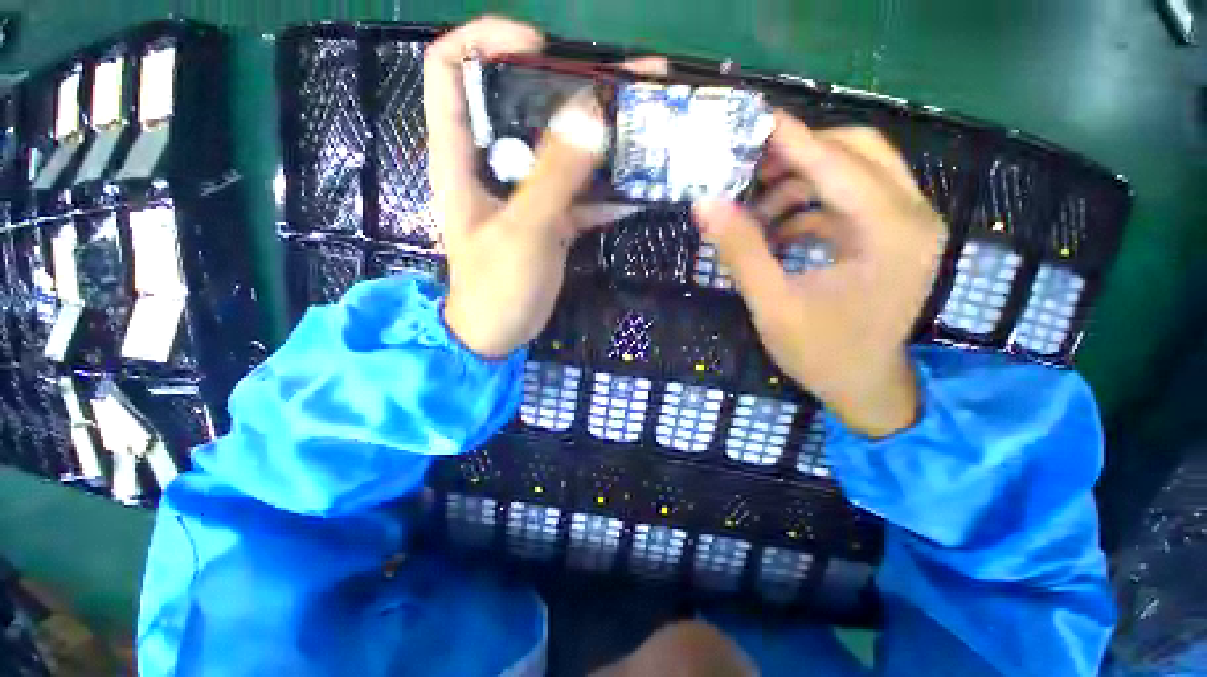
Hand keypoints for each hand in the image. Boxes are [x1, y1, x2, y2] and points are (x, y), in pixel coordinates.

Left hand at [426, 17, 665, 357]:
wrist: (500, 333)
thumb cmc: (495, 287)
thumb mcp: (521, 231)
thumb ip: (553, 178)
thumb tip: (591, 116)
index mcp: (461, 156)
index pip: (450, 68)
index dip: (486, 40)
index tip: (540, 48)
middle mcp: (492, 164)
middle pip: (522, 104)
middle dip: (569, 86)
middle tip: (622, 81)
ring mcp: (526, 192)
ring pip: (560, 149)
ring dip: (599, 138)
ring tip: (644, 121)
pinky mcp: (550, 217)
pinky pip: (580, 192)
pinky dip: (606, 190)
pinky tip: (637, 189)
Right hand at [692, 112, 945, 437]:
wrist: (863, 385)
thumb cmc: (821, 353)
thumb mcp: (773, 305)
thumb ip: (741, 252)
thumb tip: (706, 204)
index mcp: (891, 233)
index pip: (838, 165)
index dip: (792, 140)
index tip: (751, 121)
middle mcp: (912, 217)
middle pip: (857, 152)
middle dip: (799, 154)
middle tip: (748, 169)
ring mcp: (906, 225)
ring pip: (854, 172)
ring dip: (802, 181)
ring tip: (754, 209)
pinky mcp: (891, 236)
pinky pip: (849, 200)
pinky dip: (811, 204)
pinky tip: (776, 229)